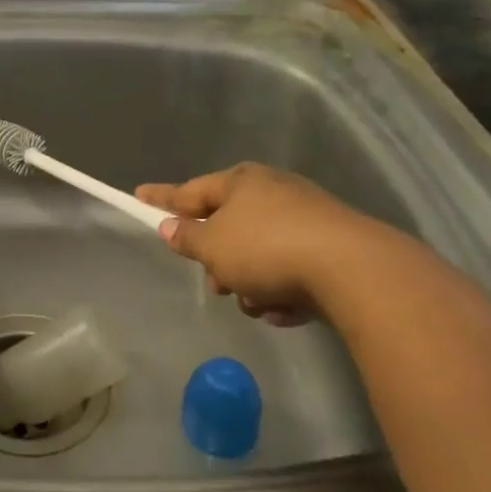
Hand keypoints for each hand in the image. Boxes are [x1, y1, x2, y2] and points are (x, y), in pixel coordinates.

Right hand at [136, 164, 378, 325]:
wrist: (352, 269)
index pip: (189, 191)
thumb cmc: (267, 248)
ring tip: (259, 303)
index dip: (161, 198)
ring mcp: (305, 220)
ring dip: (251, 284)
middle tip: (218, 284)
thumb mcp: (213, 245)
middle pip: (228, 229)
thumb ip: (188, 237)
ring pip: (258, 256)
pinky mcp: (331, 248)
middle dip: (220, 263)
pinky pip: (289, 271)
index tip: (138, 195)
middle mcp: (273, 192)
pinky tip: (287, 309)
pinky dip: (282, 291)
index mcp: (241, 182)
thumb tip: (170, 226)